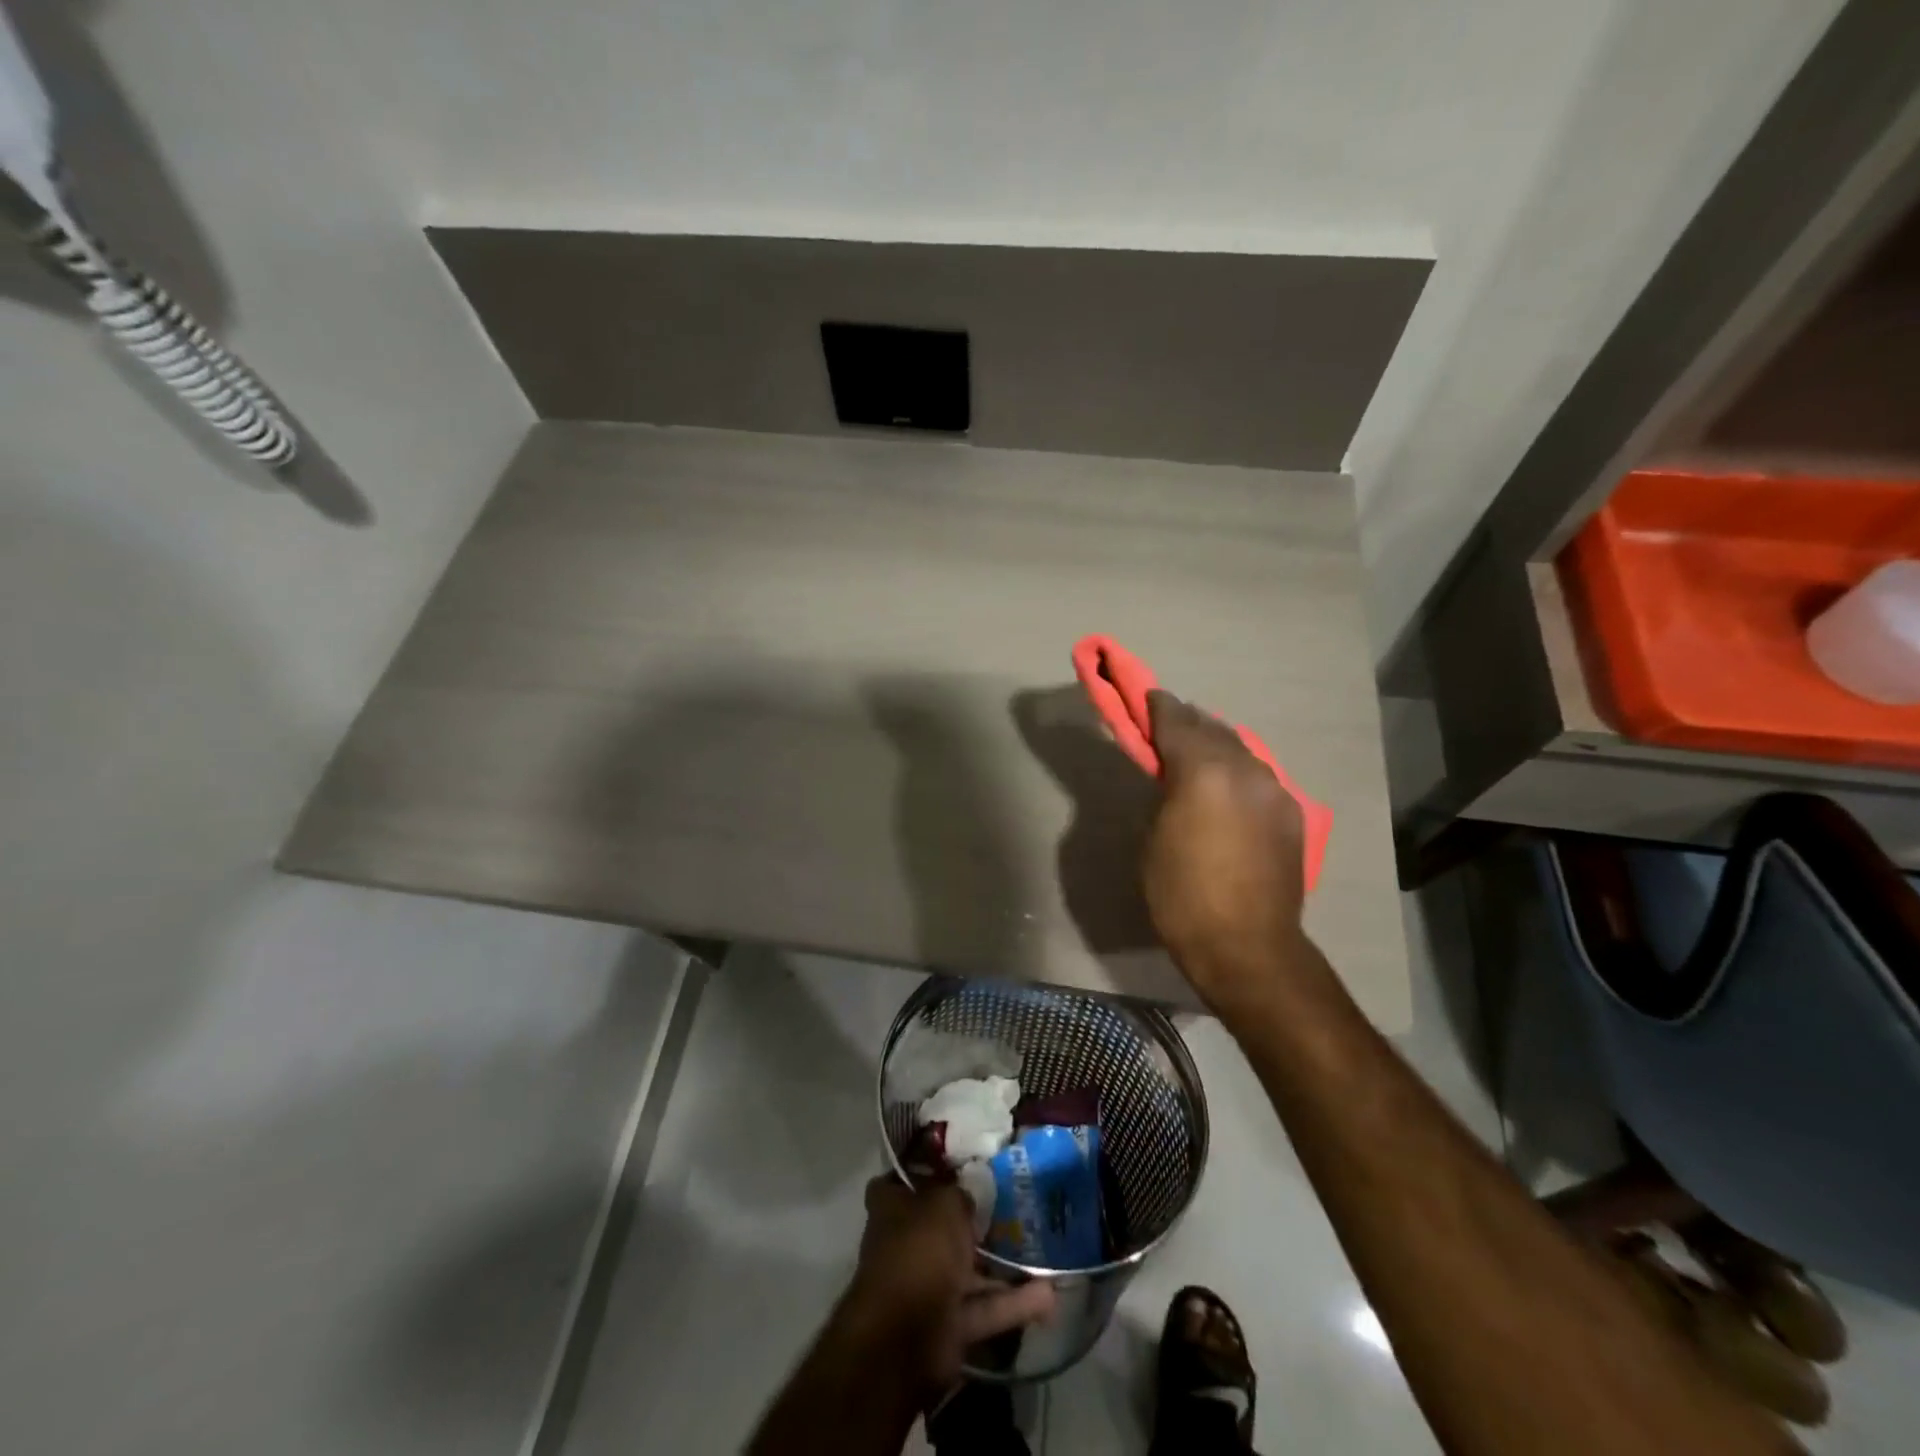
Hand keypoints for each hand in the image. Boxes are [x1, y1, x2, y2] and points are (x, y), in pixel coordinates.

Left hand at [841, 1177, 1056, 1402]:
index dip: (924, 1170)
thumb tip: (968, 1197)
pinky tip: (1049, 1294)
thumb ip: (959, 1195)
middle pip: (940, 1225)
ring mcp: (927, 1286)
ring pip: (968, 1269)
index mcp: (891, 1208)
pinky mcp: (948, 1324)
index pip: (903, 1181)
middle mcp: (906, 1244)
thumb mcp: (944, 1204)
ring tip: (1041, 1247)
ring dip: (1001, 1264)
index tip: (956, 1163)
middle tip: (1012, 1202)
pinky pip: (985, 1307)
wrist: (906, 1338)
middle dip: (971, 1219)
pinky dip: (1013, 1303)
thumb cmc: (919, 1251)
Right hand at [1142, 690, 1307, 1014]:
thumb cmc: (1182, 895)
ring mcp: (1274, 790)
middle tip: (1167, 722)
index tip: (1146, 697)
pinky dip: (1237, 771)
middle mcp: (1244, 769)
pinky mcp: (1290, 813)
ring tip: (1196, 752)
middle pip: (1212, 729)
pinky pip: (1258, 777)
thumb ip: (1164, 793)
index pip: (1177, 722)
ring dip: (1215, 745)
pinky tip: (1228, 786)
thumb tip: (1171, 776)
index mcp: (1203, 771)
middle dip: (1188, 722)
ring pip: (1240, 750)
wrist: (1247, 945)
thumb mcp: (1153, 838)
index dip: (1158, 707)